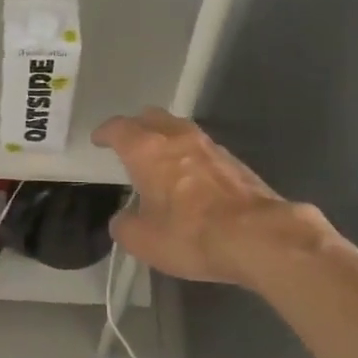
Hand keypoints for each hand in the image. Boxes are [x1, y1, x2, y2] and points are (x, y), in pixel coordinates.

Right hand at [94, 108, 352, 286]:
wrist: (259, 237)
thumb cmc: (190, 235)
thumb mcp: (142, 241)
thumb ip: (125, 225)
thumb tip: (125, 218)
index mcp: (147, 150)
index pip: (118, 128)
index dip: (105, 133)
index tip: (98, 140)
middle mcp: (177, 138)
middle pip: (151, 117)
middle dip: (136, 127)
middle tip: (128, 142)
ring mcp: (210, 146)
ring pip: (179, 130)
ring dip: (166, 139)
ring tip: (159, 159)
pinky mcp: (235, 162)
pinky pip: (202, 149)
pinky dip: (189, 156)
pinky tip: (190, 178)